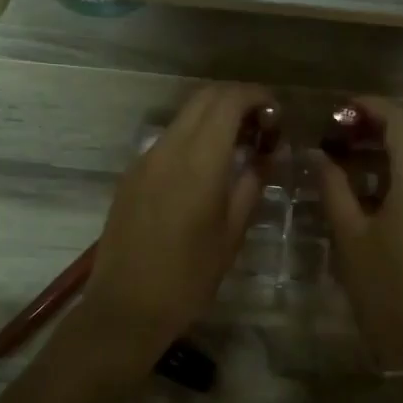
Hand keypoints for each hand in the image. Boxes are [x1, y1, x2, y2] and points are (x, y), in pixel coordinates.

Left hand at [82, 82, 272, 352]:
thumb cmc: (189, 277)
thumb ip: (252, 184)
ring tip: (239, 144)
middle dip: (236, 99)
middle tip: (262, 124)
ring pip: (184, 117)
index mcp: (199, 161)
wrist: (126, 307)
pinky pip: (167, 140)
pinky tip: (207, 166)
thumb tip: (268, 153)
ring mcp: (144, 159)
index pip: (228, 101)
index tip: (277, 113)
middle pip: (203, 98)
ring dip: (214, 116)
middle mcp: (168, 149)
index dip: (256, 96)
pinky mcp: (131, 174)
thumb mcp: (232, 233)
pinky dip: (193, 136)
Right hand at [313, 96, 402, 371]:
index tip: (343, 108)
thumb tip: (319, 155)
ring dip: (402, 142)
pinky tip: (388, 182)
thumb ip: (333, 187)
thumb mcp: (349, 237)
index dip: (372, 107)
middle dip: (386, 121)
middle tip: (348, 129)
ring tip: (363, 151)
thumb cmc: (384, 290)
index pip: (401, 122)